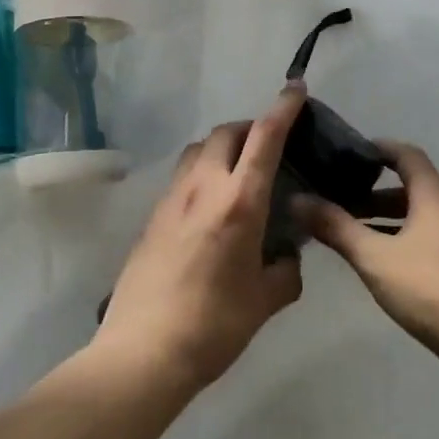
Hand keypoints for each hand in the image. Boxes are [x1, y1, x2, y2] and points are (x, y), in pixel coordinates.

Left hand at [94, 88, 306, 393]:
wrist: (143, 350)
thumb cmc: (214, 325)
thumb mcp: (265, 301)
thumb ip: (286, 271)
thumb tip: (289, 257)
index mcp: (239, 201)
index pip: (265, 137)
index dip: (283, 108)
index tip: (296, 88)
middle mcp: (204, 186)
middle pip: (227, 132)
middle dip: (251, 127)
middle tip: (269, 146)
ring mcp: (173, 197)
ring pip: (199, 148)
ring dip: (222, 146)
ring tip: (238, 171)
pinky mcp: (153, 214)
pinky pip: (183, 175)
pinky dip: (202, 172)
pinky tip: (209, 205)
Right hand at [295, 141, 438, 379]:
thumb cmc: (431, 287)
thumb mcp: (375, 257)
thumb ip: (336, 227)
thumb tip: (297, 200)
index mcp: (432, 196)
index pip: (407, 154)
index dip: (379, 148)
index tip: (348, 154)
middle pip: (411, 186)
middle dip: (374, 189)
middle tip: (339, 197)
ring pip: (417, 216)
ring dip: (386, 218)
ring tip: (352, 231)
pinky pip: (425, 239)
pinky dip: (400, 239)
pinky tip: (380, 263)